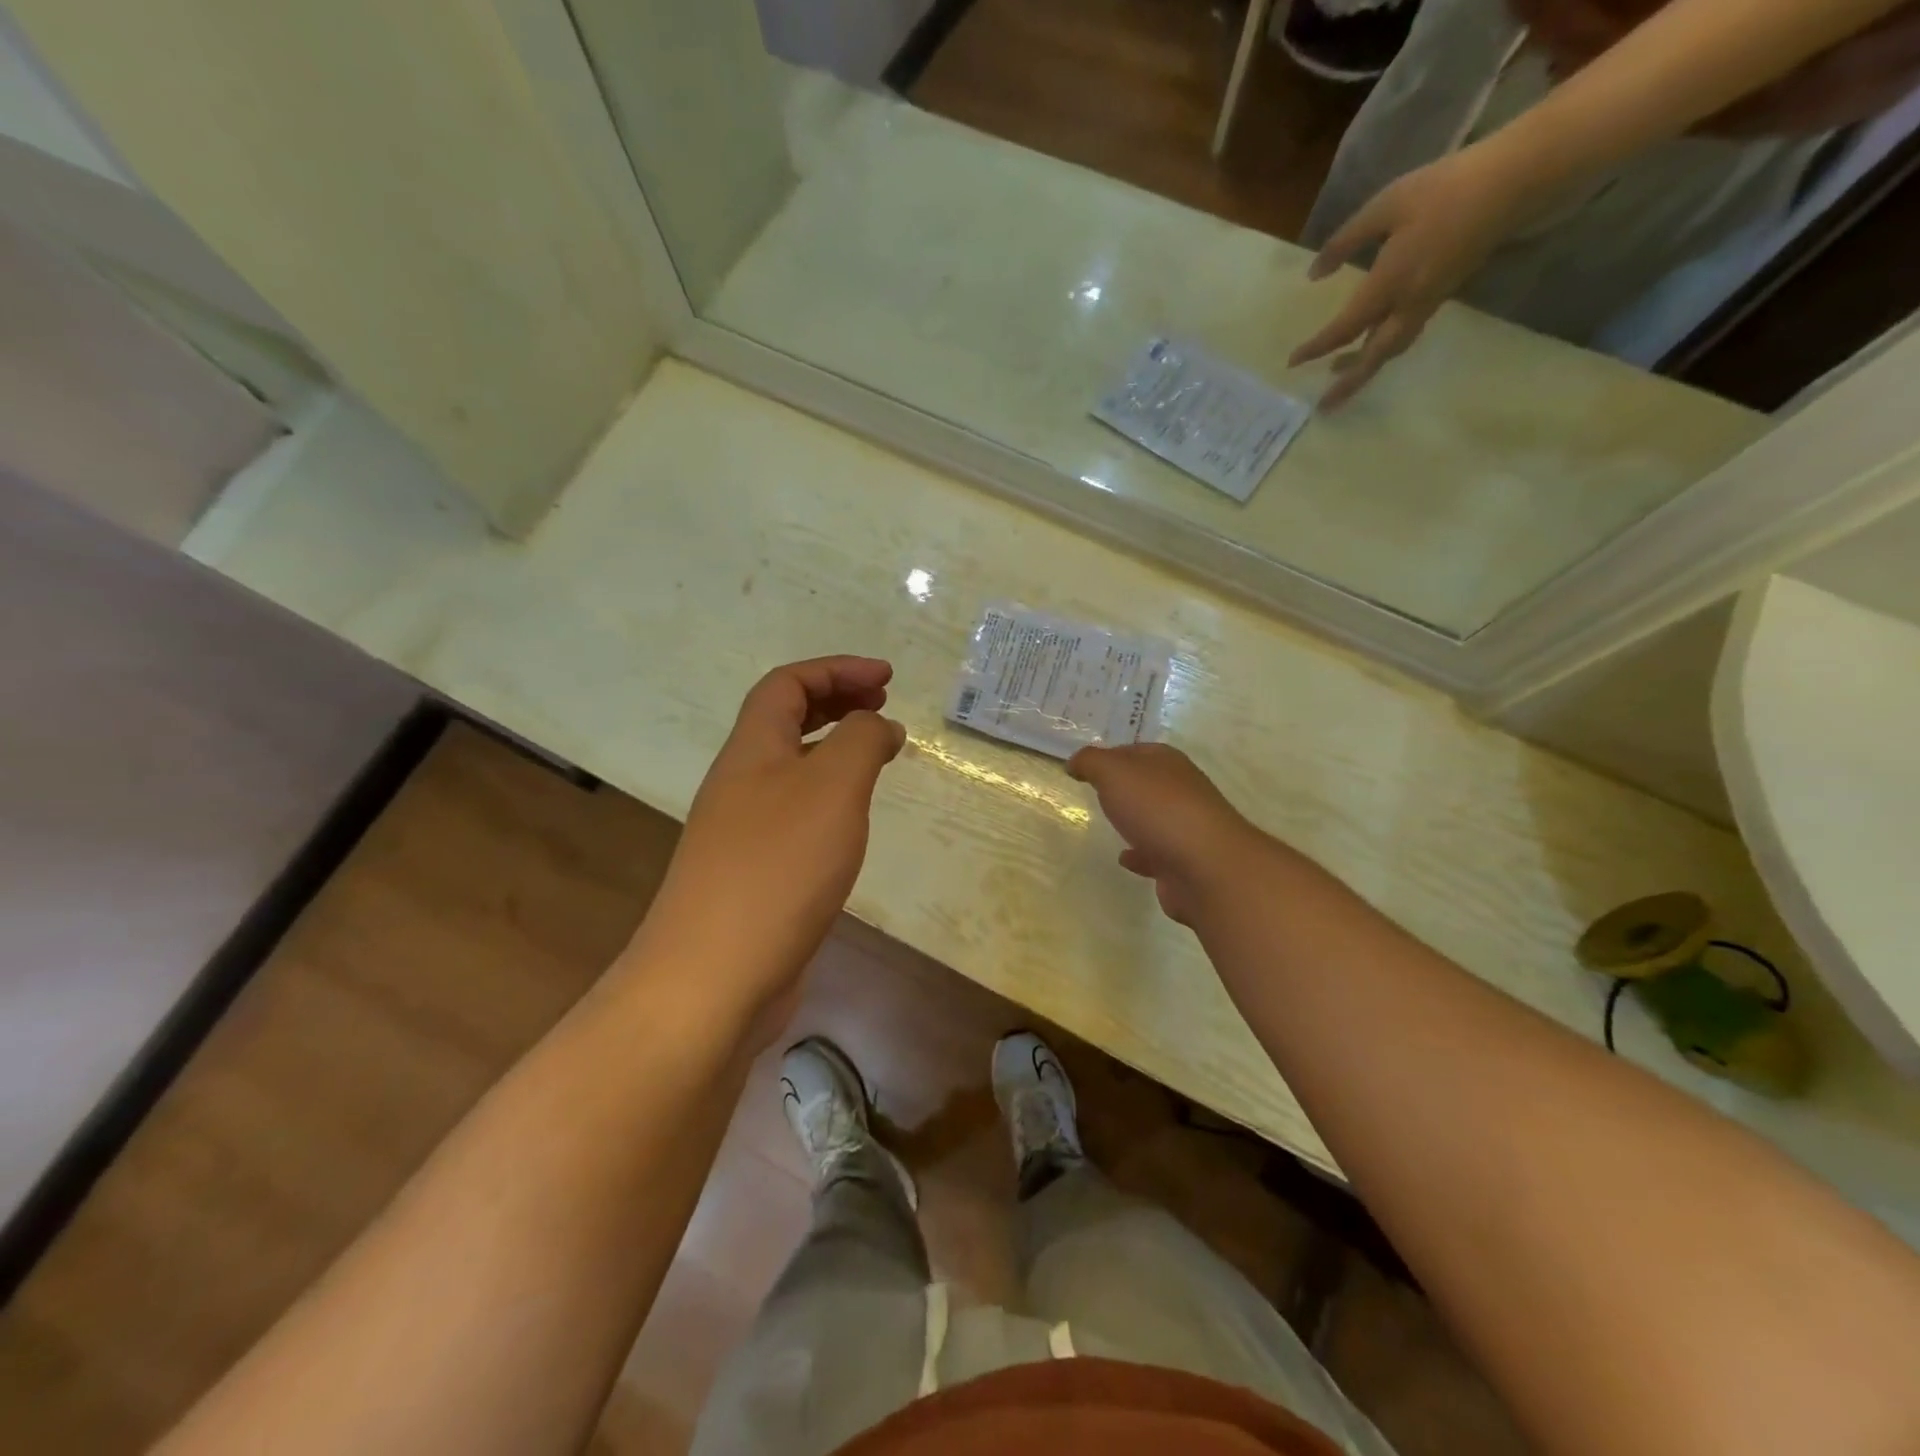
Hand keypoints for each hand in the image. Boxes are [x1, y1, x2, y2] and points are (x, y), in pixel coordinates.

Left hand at [631, 656, 905, 1043]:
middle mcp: (740, 782)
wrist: (714, 977)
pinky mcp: (754, 873)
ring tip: (876, 756)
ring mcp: (742, 830)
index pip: (787, 684)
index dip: (836, 670)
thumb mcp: (833, 787)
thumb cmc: (778, 867)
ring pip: (790, 768)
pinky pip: (795, 812)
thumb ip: (861, 741)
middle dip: (835, 701)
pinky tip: (851, 821)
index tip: (888, 678)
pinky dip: (828, 798)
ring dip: (833, 749)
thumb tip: (879, 725)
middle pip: (783, 720)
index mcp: (752, 750)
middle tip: (883, 706)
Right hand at [1067, 743, 1267, 926]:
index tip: (1085, 767)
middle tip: (1096, 792)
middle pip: (1147, 783)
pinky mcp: (1184, 862)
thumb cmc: (1158, 809)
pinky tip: (1125, 859)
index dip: (1111, 755)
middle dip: (1125, 787)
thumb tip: (1075, 762)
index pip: (1136, 750)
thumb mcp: (1114, 773)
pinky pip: (1157, 854)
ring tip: (1109, 825)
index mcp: (1167, 763)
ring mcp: (1186, 827)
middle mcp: (1181, 790)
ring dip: (1135, 820)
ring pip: (1154, 818)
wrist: (1206, 867)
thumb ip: (1091, 762)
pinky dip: (1140, 855)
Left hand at [1290, 141, 1531, 407]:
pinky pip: (1406, 333)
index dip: (1318, 347)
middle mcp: (1409, 303)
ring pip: (1391, 348)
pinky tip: (1371, 343)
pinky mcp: (1441, 294)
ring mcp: (1429, 302)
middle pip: (1374, 357)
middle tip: (1324, 405)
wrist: (1515, 180)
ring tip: (1339, 374)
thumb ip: (1346, 241)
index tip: (1292, 362)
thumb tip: (1314, 274)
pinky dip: (1383, 347)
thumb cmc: (1446, 188)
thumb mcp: (1386, 205)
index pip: (1345, 328)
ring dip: (1365, 367)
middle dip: (1348, 383)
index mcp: (1390, 283)